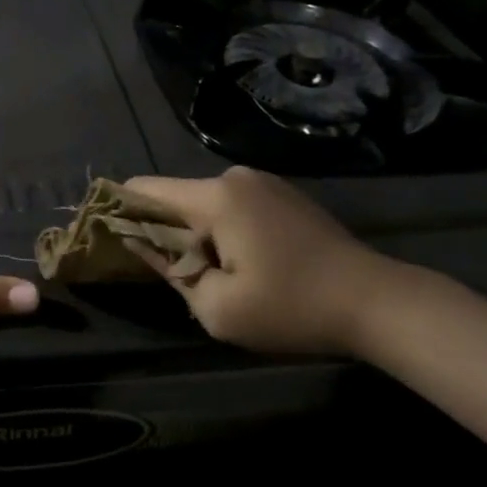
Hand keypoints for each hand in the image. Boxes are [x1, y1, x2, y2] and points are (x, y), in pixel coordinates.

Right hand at [123, 167, 401, 355]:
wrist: (378, 302)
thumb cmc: (292, 308)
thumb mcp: (218, 309)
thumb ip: (171, 272)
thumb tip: (139, 244)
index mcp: (215, 197)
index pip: (145, 189)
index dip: (120, 210)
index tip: (108, 237)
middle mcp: (234, 177)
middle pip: (175, 196)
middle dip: (162, 230)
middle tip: (165, 271)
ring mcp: (263, 182)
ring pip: (204, 203)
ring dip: (196, 233)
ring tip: (210, 273)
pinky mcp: (283, 195)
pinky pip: (233, 206)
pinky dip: (223, 229)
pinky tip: (242, 263)